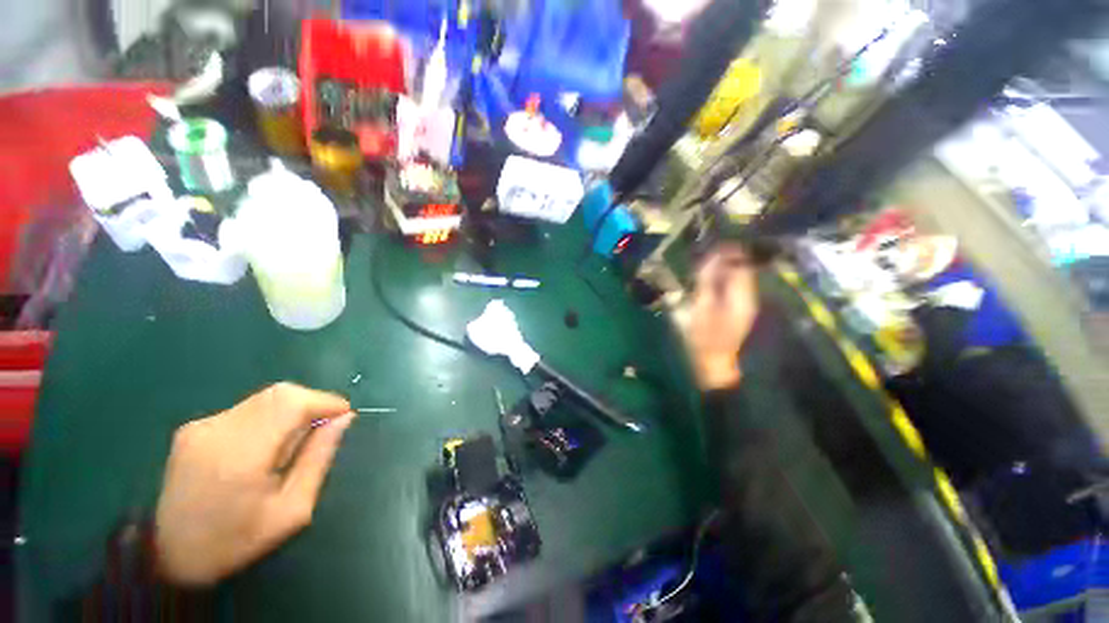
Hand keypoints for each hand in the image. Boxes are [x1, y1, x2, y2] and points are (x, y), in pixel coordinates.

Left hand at [155, 382, 353, 585]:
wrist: (167, 556)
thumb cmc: (236, 541)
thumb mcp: (292, 510)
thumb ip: (319, 458)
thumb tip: (344, 419)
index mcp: (240, 456)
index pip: (292, 403)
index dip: (326, 401)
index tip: (345, 416)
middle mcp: (217, 431)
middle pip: (281, 393)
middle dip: (312, 403)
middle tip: (324, 429)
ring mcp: (201, 426)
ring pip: (265, 398)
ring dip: (292, 410)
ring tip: (293, 442)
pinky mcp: (193, 427)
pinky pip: (247, 408)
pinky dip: (270, 417)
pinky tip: (265, 446)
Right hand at [683, 244, 758, 389]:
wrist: (716, 362)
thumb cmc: (706, 337)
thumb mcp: (702, 307)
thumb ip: (707, 282)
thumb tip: (710, 259)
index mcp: (742, 295)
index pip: (741, 265)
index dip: (730, 251)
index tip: (715, 243)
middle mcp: (748, 296)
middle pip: (741, 270)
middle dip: (727, 258)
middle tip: (707, 251)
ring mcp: (744, 304)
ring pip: (737, 278)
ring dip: (724, 268)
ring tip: (706, 263)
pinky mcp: (738, 310)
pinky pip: (732, 288)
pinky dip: (722, 280)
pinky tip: (709, 280)